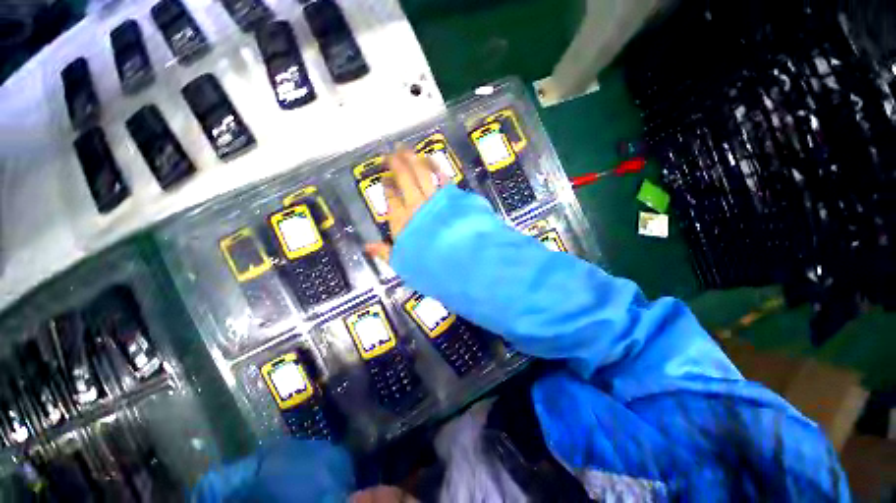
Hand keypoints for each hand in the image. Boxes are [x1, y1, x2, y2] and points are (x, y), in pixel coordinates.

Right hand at [365, 149, 443, 261]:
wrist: (459, 260)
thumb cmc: (429, 265)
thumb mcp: (402, 263)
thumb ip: (385, 252)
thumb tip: (367, 247)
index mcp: (401, 221)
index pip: (391, 198)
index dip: (387, 186)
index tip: (385, 177)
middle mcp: (416, 206)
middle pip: (404, 180)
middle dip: (397, 165)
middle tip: (392, 153)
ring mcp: (435, 200)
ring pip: (422, 175)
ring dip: (414, 161)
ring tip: (407, 151)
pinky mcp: (452, 198)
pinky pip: (442, 178)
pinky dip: (436, 168)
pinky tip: (432, 160)